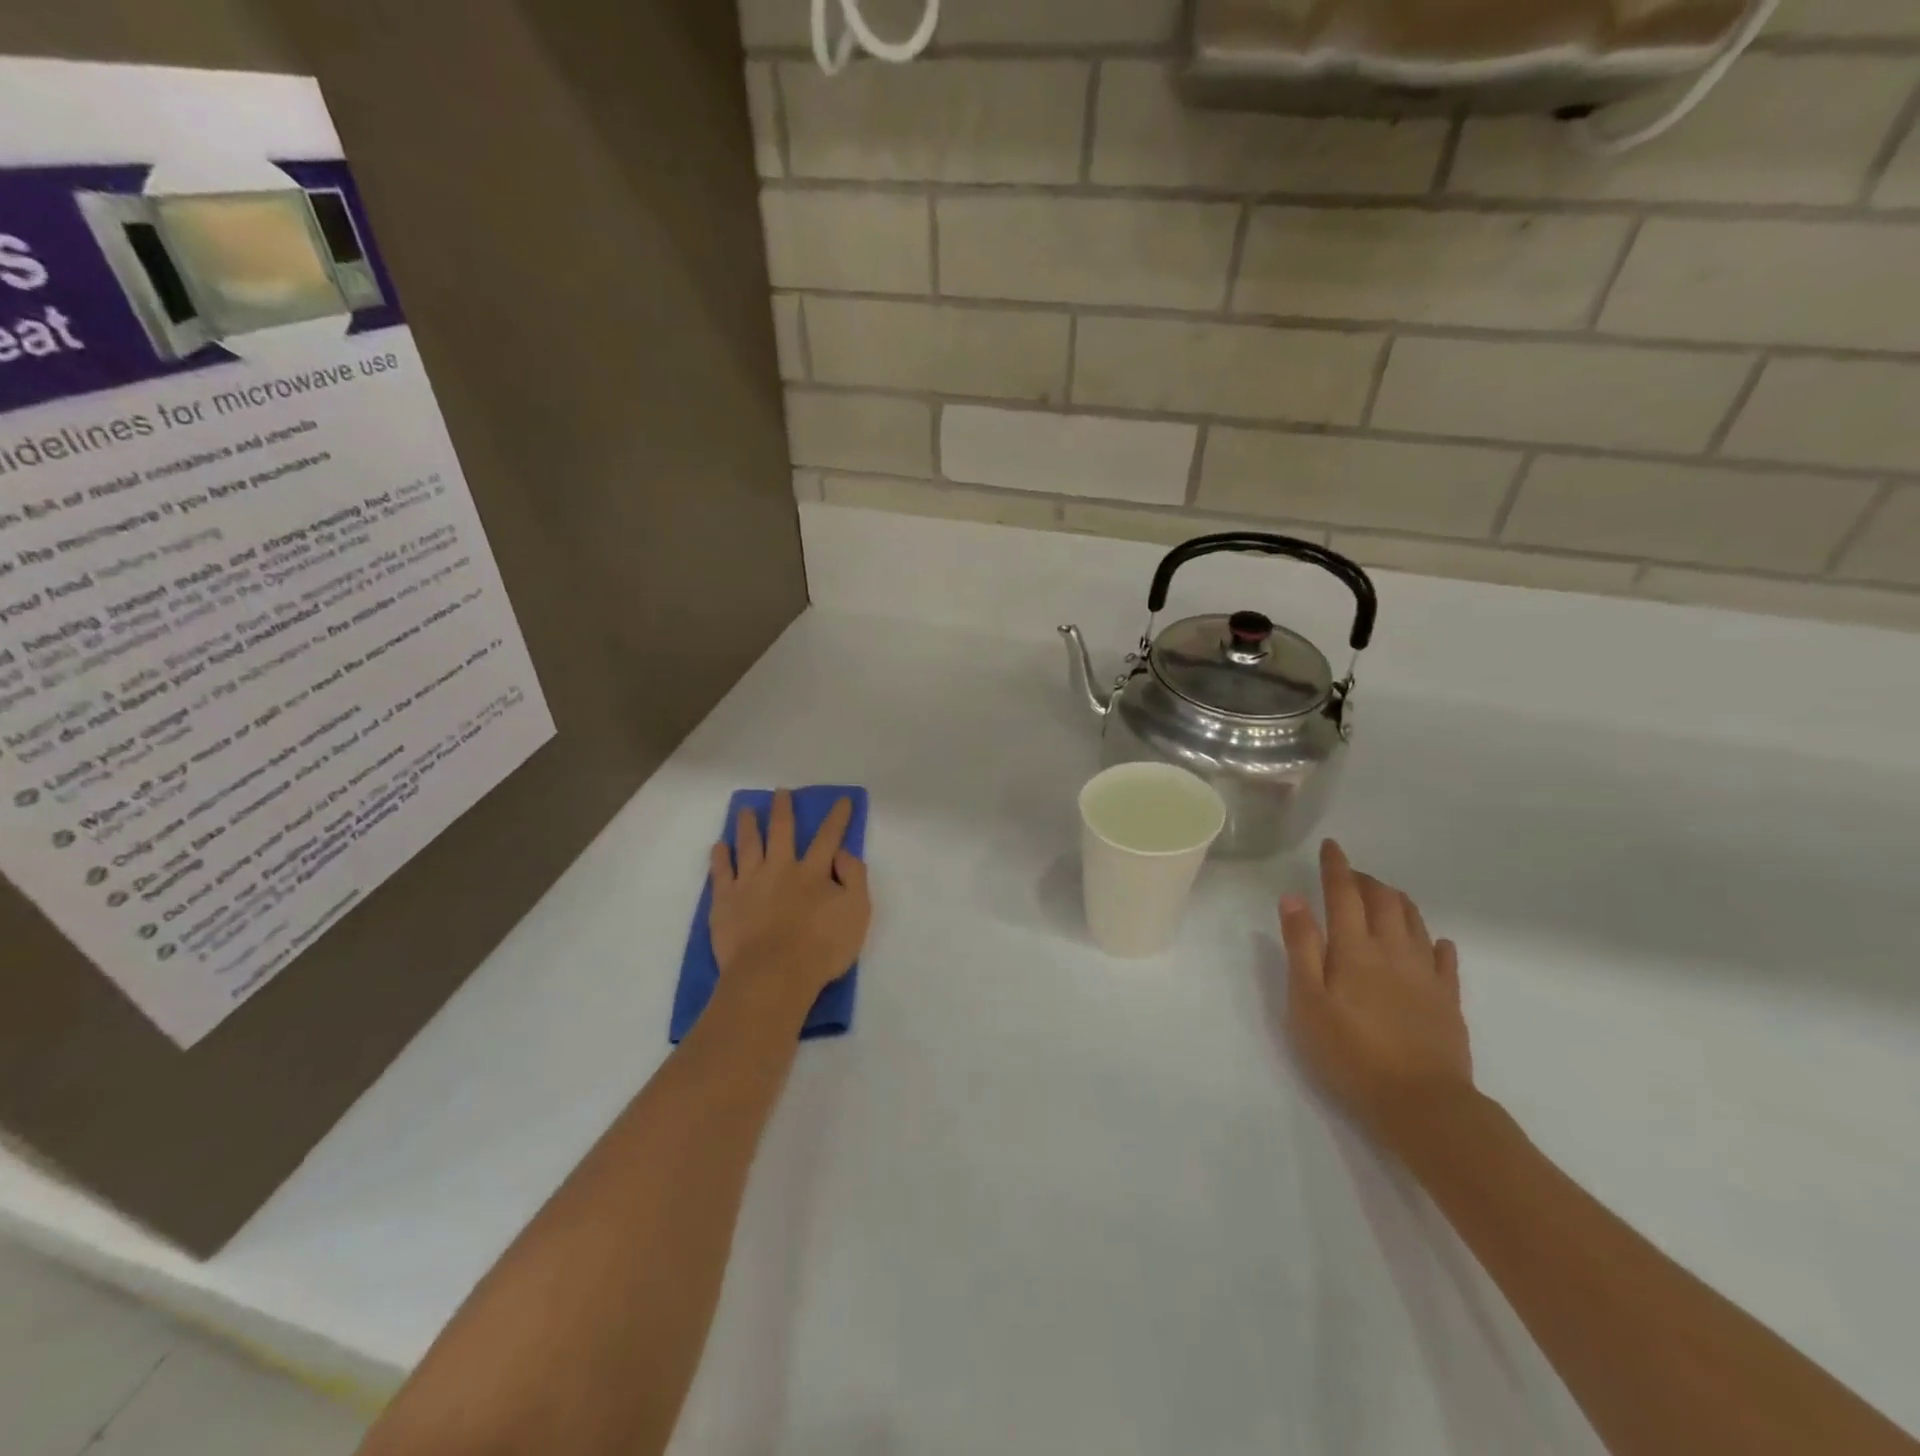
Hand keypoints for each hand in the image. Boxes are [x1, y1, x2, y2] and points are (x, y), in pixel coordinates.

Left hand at [709, 790, 870, 1018]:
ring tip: (745, 810)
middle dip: (782, 810)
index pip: (828, 838)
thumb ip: (854, 879)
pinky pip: (720, 872)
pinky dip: (720, 857)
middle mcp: (780, 869)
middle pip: (781, 831)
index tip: (841, 799)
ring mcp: (749, 883)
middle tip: (780, 792)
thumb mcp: (856, 914)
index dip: (836, 818)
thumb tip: (844, 853)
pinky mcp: (725, 901)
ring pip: (748, 845)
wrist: (772, 976)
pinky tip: (719, 846)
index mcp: (813, 872)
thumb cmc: (820, 949)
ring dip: (748, 825)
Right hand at [1279, 839, 1473, 1145]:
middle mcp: (1393, 950)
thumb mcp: (1307, 1001)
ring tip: (1383, 895)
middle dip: (1366, 880)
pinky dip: (1434, 941)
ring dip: (1396, 900)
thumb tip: (1293, 898)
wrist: (1421, 1102)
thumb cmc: (1350, 1052)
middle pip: (1383, 901)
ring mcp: (1425, 974)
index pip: (1344, 894)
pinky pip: (1444, 958)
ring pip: (1414, 921)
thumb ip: (1301, 947)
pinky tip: (1433, 941)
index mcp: (1354, 949)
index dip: (1336, 867)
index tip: (1331, 846)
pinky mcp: (1447, 999)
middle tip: (1350, 874)